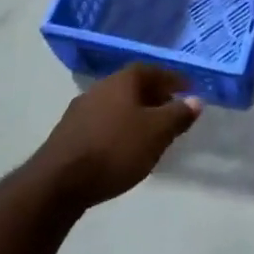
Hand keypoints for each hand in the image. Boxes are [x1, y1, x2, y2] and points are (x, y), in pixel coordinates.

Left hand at [40, 65, 201, 205]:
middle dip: (154, 96)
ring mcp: (79, 111)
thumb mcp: (157, 132)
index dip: (172, 79)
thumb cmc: (115, 149)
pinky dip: (118, 128)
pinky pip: (102, 123)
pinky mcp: (67, 135)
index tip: (188, 89)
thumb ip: (178, 114)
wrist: (57, 184)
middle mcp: (99, 88)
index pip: (153, 70)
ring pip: (116, 105)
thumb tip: (196, 100)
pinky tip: (123, 147)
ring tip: (150, 132)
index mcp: (122, 81)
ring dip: (135, 114)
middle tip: (172, 111)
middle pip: (133, 86)